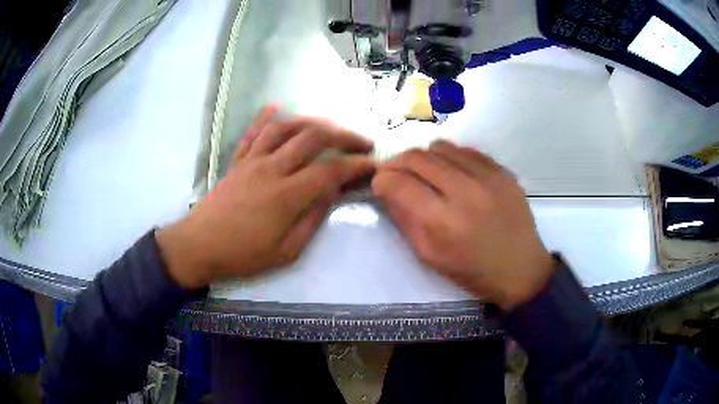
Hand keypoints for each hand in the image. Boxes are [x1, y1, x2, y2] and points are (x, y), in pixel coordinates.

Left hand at [156, 106, 374, 289]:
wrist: (199, 246)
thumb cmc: (243, 255)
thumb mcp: (286, 251)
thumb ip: (312, 219)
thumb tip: (332, 193)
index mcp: (286, 195)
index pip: (331, 170)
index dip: (356, 165)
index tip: (374, 165)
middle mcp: (272, 168)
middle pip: (313, 137)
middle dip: (344, 136)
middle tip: (361, 142)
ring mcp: (252, 161)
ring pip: (285, 127)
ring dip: (312, 122)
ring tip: (330, 127)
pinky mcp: (237, 161)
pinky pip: (252, 133)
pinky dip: (265, 117)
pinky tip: (276, 106)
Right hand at [372, 140, 555, 310]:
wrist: (521, 269)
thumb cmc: (472, 271)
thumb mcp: (429, 256)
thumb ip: (404, 220)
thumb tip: (386, 191)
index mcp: (443, 222)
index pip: (399, 183)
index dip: (381, 180)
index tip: (380, 184)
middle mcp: (465, 192)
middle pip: (417, 157)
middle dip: (397, 162)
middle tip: (396, 173)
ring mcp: (488, 177)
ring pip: (441, 147)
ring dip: (424, 157)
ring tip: (425, 173)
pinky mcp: (503, 172)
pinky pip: (466, 150)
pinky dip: (451, 157)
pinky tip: (453, 173)